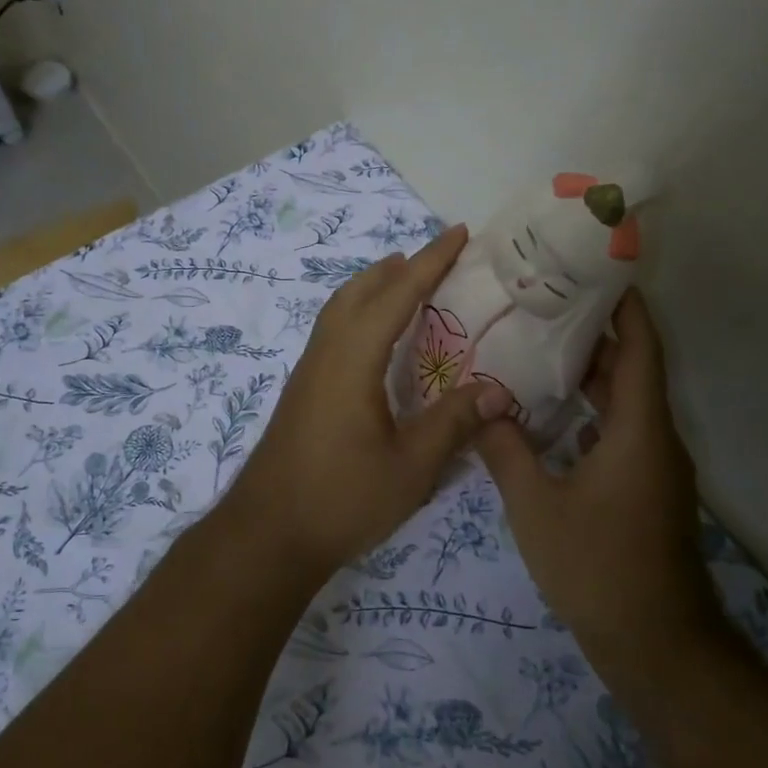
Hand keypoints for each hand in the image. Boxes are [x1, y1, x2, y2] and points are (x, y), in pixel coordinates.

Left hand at [221, 224, 512, 574]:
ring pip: (340, 309)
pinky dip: (359, 313)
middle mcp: (326, 354)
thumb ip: (453, 424)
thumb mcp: (409, 467)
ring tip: (406, 283)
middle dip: (398, 267)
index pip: (396, 295)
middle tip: (436, 257)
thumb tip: (500, 392)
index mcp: (352, 360)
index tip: (458, 233)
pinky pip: (333, 331)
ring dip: (373, 287)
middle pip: (359, 291)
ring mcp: (308, 372)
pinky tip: (376, 340)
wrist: (267, 534)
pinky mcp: (303, 391)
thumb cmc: (341, 499)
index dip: (430, 262)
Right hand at [475, 288, 716, 672]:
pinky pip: (620, 434)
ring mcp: (654, 468)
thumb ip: (505, 451)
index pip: (640, 349)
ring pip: (625, 405)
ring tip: (538, 350)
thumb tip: (482, 407)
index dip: (626, 307)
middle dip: (596, 335)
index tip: (599, 271)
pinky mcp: (645, 492)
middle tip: (546, 305)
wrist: (654, 644)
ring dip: (590, 377)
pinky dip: (589, 415)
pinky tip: (548, 417)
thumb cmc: (597, 566)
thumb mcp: (535, 505)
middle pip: (632, 370)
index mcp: (639, 430)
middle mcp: (655, 440)